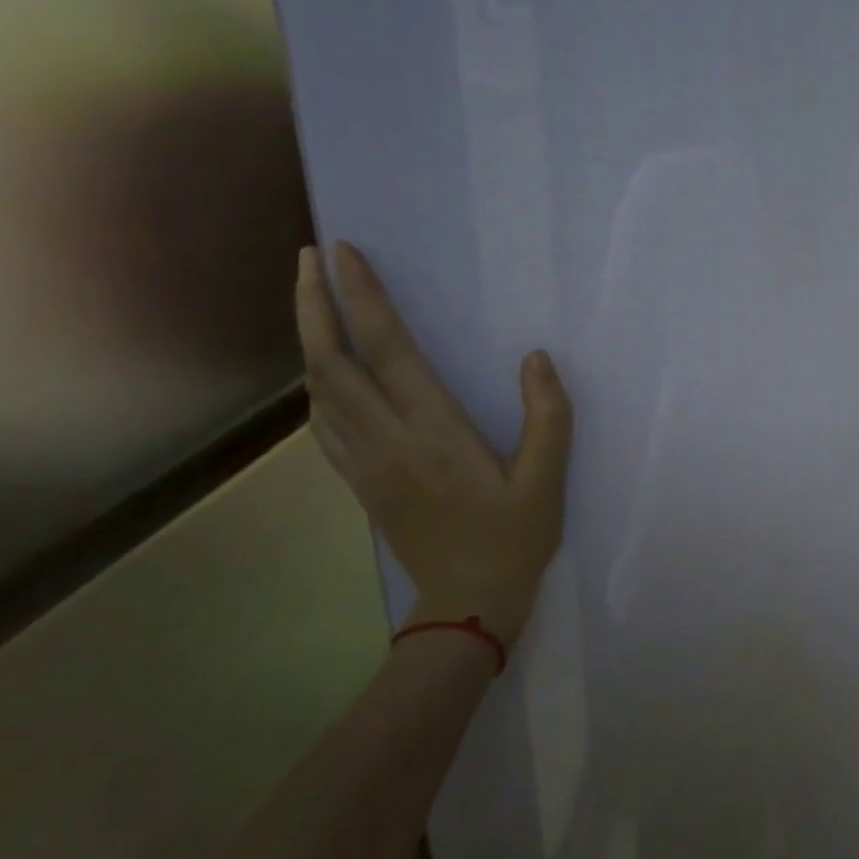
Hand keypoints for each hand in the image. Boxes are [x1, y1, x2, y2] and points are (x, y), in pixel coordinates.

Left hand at [294, 242, 572, 643]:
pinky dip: (316, 384)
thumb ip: (549, 417)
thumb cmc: (514, 540)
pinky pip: (323, 424)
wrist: (468, 605)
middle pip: (332, 363)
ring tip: (311, 299)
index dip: (362, 298)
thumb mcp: (548, 481)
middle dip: (314, 305)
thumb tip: (536, 357)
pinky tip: (324, 372)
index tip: (342, 253)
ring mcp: (364, 464)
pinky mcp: (360, 483)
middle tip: (310, 258)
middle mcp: (387, 442)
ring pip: (319, 391)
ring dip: (309, 338)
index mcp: (434, 434)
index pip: (388, 352)